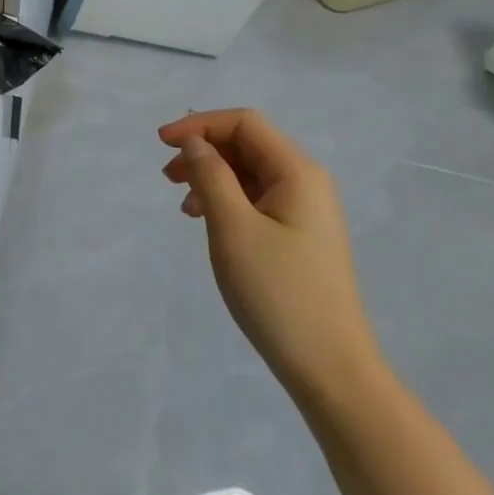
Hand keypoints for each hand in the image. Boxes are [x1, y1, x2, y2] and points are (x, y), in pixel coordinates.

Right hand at [160, 109, 383, 405]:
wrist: (331, 370)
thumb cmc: (278, 293)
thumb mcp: (233, 228)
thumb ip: (211, 175)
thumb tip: (196, 142)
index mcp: (297, 172)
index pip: (244, 123)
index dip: (200, 124)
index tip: (162, 144)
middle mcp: (306, 182)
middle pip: (247, 144)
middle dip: (203, 151)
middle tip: (167, 176)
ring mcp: (305, 210)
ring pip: (249, 172)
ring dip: (211, 176)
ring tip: (182, 205)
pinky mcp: (299, 235)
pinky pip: (256, 199)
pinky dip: (226, 200)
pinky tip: (206, 222)